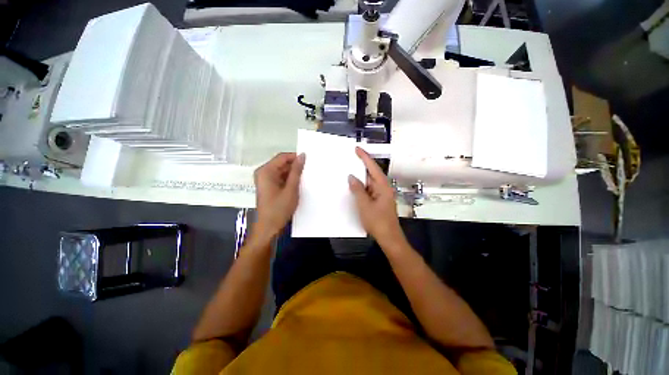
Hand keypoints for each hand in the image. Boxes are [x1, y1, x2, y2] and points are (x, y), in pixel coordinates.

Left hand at [254, 152, 304, 238]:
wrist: (269, 227)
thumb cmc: (279, 209)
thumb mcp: (291, 189)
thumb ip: (296, 171)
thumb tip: (302, 156)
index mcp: (266, 171)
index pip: (283, 157)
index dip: (296, 157)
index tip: (309, 161)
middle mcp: (263, 173)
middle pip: (282, 163)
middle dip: (295, 166)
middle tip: (309, 170)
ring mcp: (265, 180)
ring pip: (282, 171)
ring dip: (293, 174)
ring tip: (305, 178)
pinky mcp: (269, 186)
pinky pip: (280, 178)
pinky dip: (289, 179)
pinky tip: (298, 184)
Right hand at [348, 147, 406, 248]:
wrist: (389, 238)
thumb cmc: (377, 221)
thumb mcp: (364, 205)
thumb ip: (357, 189)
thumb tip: (351, 177)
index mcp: (383, 186)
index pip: (372, 167)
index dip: (364, 157)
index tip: (357, 149)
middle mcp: (383, 188)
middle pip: (372, 173)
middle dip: (361, 166)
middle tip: (350, 158)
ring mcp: (381, 194)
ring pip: (370, 182)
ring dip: (360, 177)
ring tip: (349, 169)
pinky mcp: (379, 200)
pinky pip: (369, 189)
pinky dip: (361, 186)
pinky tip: (354, 186)